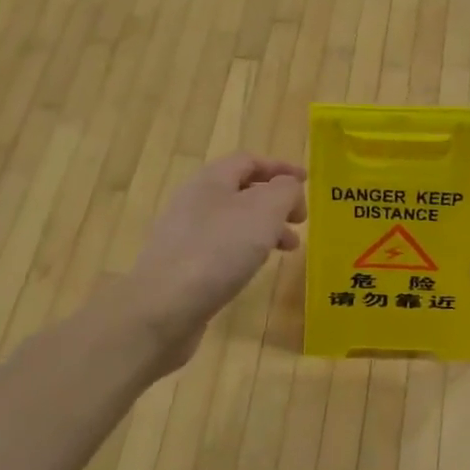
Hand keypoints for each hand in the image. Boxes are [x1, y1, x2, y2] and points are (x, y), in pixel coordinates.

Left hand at [124, 153, 307, 358]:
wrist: (162, 308)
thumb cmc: (218, 250)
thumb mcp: (264, 211)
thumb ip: (284, 191)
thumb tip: (288, 187)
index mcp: (211, 180)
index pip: (249, 161)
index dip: (280, 168)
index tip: (307, 181)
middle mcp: (194, 201)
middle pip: (241, 191)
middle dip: (276, 202)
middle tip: (300, 221)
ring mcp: (183, 235)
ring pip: (233, 222)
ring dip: (265, 229)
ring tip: (289, 250)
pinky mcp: (180, 266)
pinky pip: (220, 247)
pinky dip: (245, 250)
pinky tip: (254, 269)